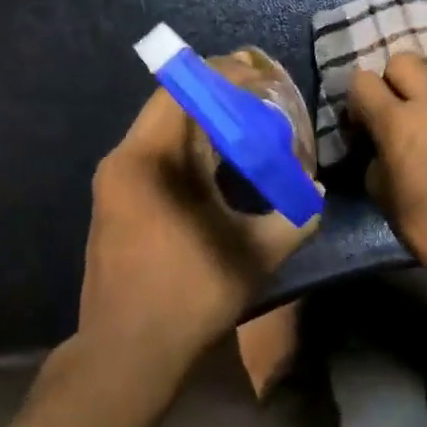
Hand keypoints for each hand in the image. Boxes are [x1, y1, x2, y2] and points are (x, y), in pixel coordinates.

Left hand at [79, 60, 319, 367]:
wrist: (125, 352)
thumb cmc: (191, 296)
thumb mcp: (256, 255)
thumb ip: (294, 218)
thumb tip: (316, 196)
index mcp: (153, 160)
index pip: (184, 89)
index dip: (223, 74)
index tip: (259, 74)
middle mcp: (125, 160)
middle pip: (168, 104)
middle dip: (215, 96)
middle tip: (257, 102)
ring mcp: (112, 184)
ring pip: (157, 131)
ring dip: (198, 125)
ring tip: (240, 135)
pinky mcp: (111, 205)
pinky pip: (150, 157)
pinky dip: (182, 150)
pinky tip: (211, 173)